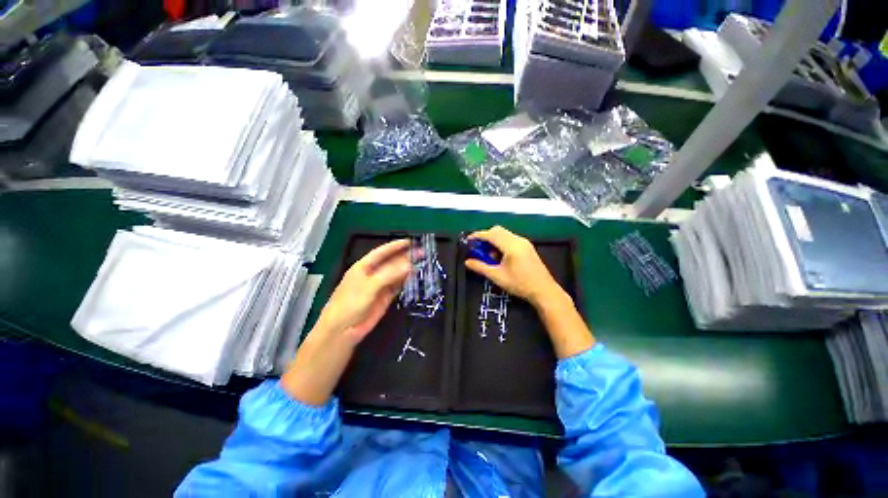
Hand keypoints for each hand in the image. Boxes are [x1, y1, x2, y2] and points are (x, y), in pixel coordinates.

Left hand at [316, 239, 412, 343]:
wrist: (343, 330)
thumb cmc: (350, 303)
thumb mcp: (369, 286)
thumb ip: (389, 274)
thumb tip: (409, 265)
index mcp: (364, 266)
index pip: (381, 252)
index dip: (395, 246)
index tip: (410, 242)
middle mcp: (373, 273)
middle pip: (391, 262)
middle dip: (406, 257)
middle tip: (422, 253)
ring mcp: (380, 286)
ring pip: (396, 274)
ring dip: (408, 269)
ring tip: (423, 263)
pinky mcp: (385, 297)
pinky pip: (398, 285)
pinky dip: (406, 281)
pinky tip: (415, 277)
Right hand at [465, 226, 561, 306]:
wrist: (544, 291)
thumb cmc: (520, 284)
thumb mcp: (497, 276)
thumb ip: (480, 267)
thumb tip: (467, 262)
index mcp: (511, 246)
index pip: (491, 234)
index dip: (478, 236)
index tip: (468, 240)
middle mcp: (518, 240)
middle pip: (497, 230)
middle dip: (486, 237)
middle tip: (478, 249)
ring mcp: (524, 242)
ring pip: (504, 234)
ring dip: (494, 241)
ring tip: (490, 257)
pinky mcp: (527, 247)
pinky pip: (510, 239)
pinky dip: (501, 243)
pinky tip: (500, 257)